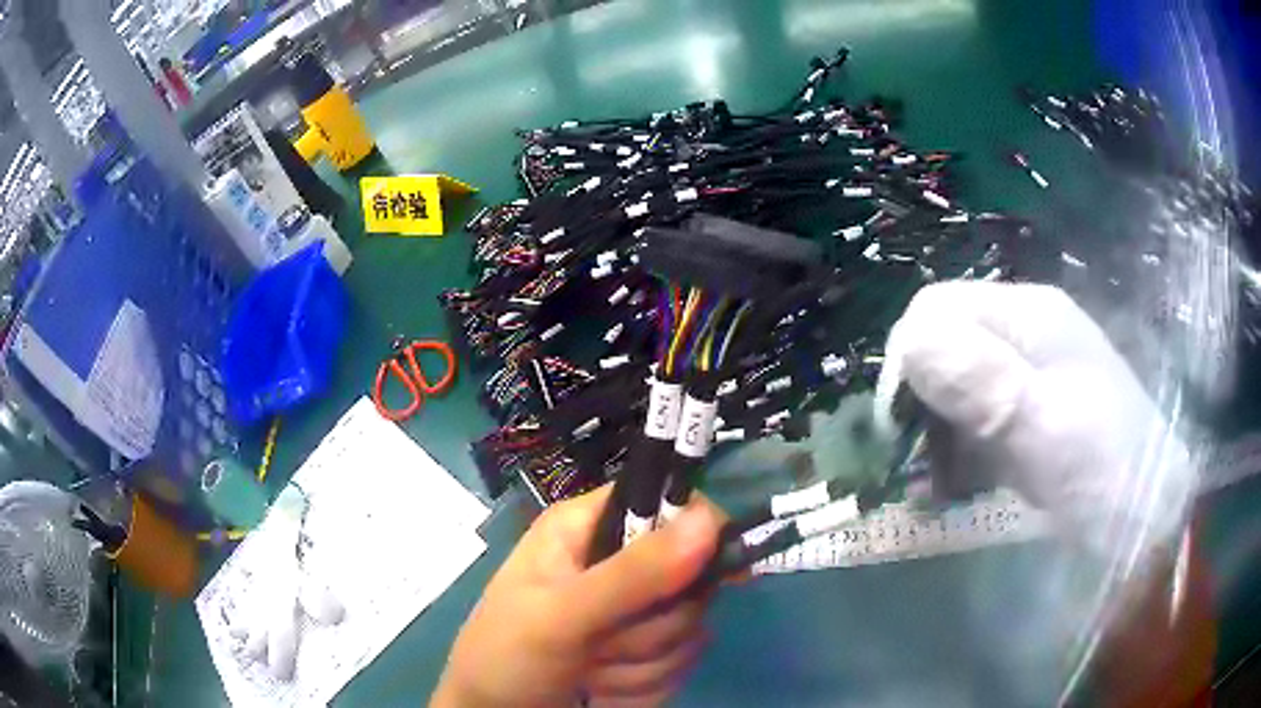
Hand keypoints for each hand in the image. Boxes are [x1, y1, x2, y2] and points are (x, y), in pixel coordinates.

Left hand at [432, 487, 723, 707]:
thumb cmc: (508, 657)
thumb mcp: (560, 616)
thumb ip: (632, 573)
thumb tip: (710, 518)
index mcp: (586, 529)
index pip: (668, 502)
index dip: (697, 533)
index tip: (710, 570)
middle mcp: (615, 563)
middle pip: (691, 574)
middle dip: (652, 624)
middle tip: (601, 643)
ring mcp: (635, 614)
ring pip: (689, 627)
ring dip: (640, 663)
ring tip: (588, 671)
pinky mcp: (647, 655)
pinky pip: (680, 663)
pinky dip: (642, 685)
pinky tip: (601, 691)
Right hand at [876, 281, 1194, 555]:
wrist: (1150, 521)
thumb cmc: (1107, 471)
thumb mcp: (1048, 428)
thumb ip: (984, 383)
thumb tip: (909, 345)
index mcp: (1029, 316)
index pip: (937, 309)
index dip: (907, 363)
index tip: (897, 432)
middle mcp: (1025, 335)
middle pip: (943, 347)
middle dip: (920, 405)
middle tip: (917, 468)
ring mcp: (1029, 378)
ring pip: (954, 389)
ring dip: (935, 438)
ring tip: (938, 490)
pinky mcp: (1030, 419)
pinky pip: (974, 424)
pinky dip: (956, 457)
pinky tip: (957, 490)